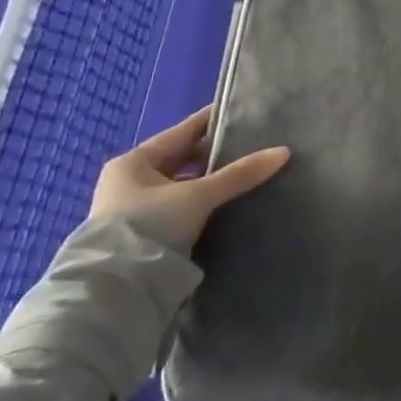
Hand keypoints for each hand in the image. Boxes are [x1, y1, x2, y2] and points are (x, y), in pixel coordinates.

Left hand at [89, 106, 290, 252]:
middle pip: (181, 159)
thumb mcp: (198, 195)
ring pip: (181, 185)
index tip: (243, 112)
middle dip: (214, 154)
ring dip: (208, 181)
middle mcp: (128, 181)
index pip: (182, 132)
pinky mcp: (142, 235)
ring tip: (245, 174)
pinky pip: (179, 207)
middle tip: (252, 144)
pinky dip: (201, 203)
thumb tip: (283, 152)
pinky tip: (226, 203)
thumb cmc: (150, 225)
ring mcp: (133, 210)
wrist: (116, 288)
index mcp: (133, 162)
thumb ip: (239, 174)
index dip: (213, 121)